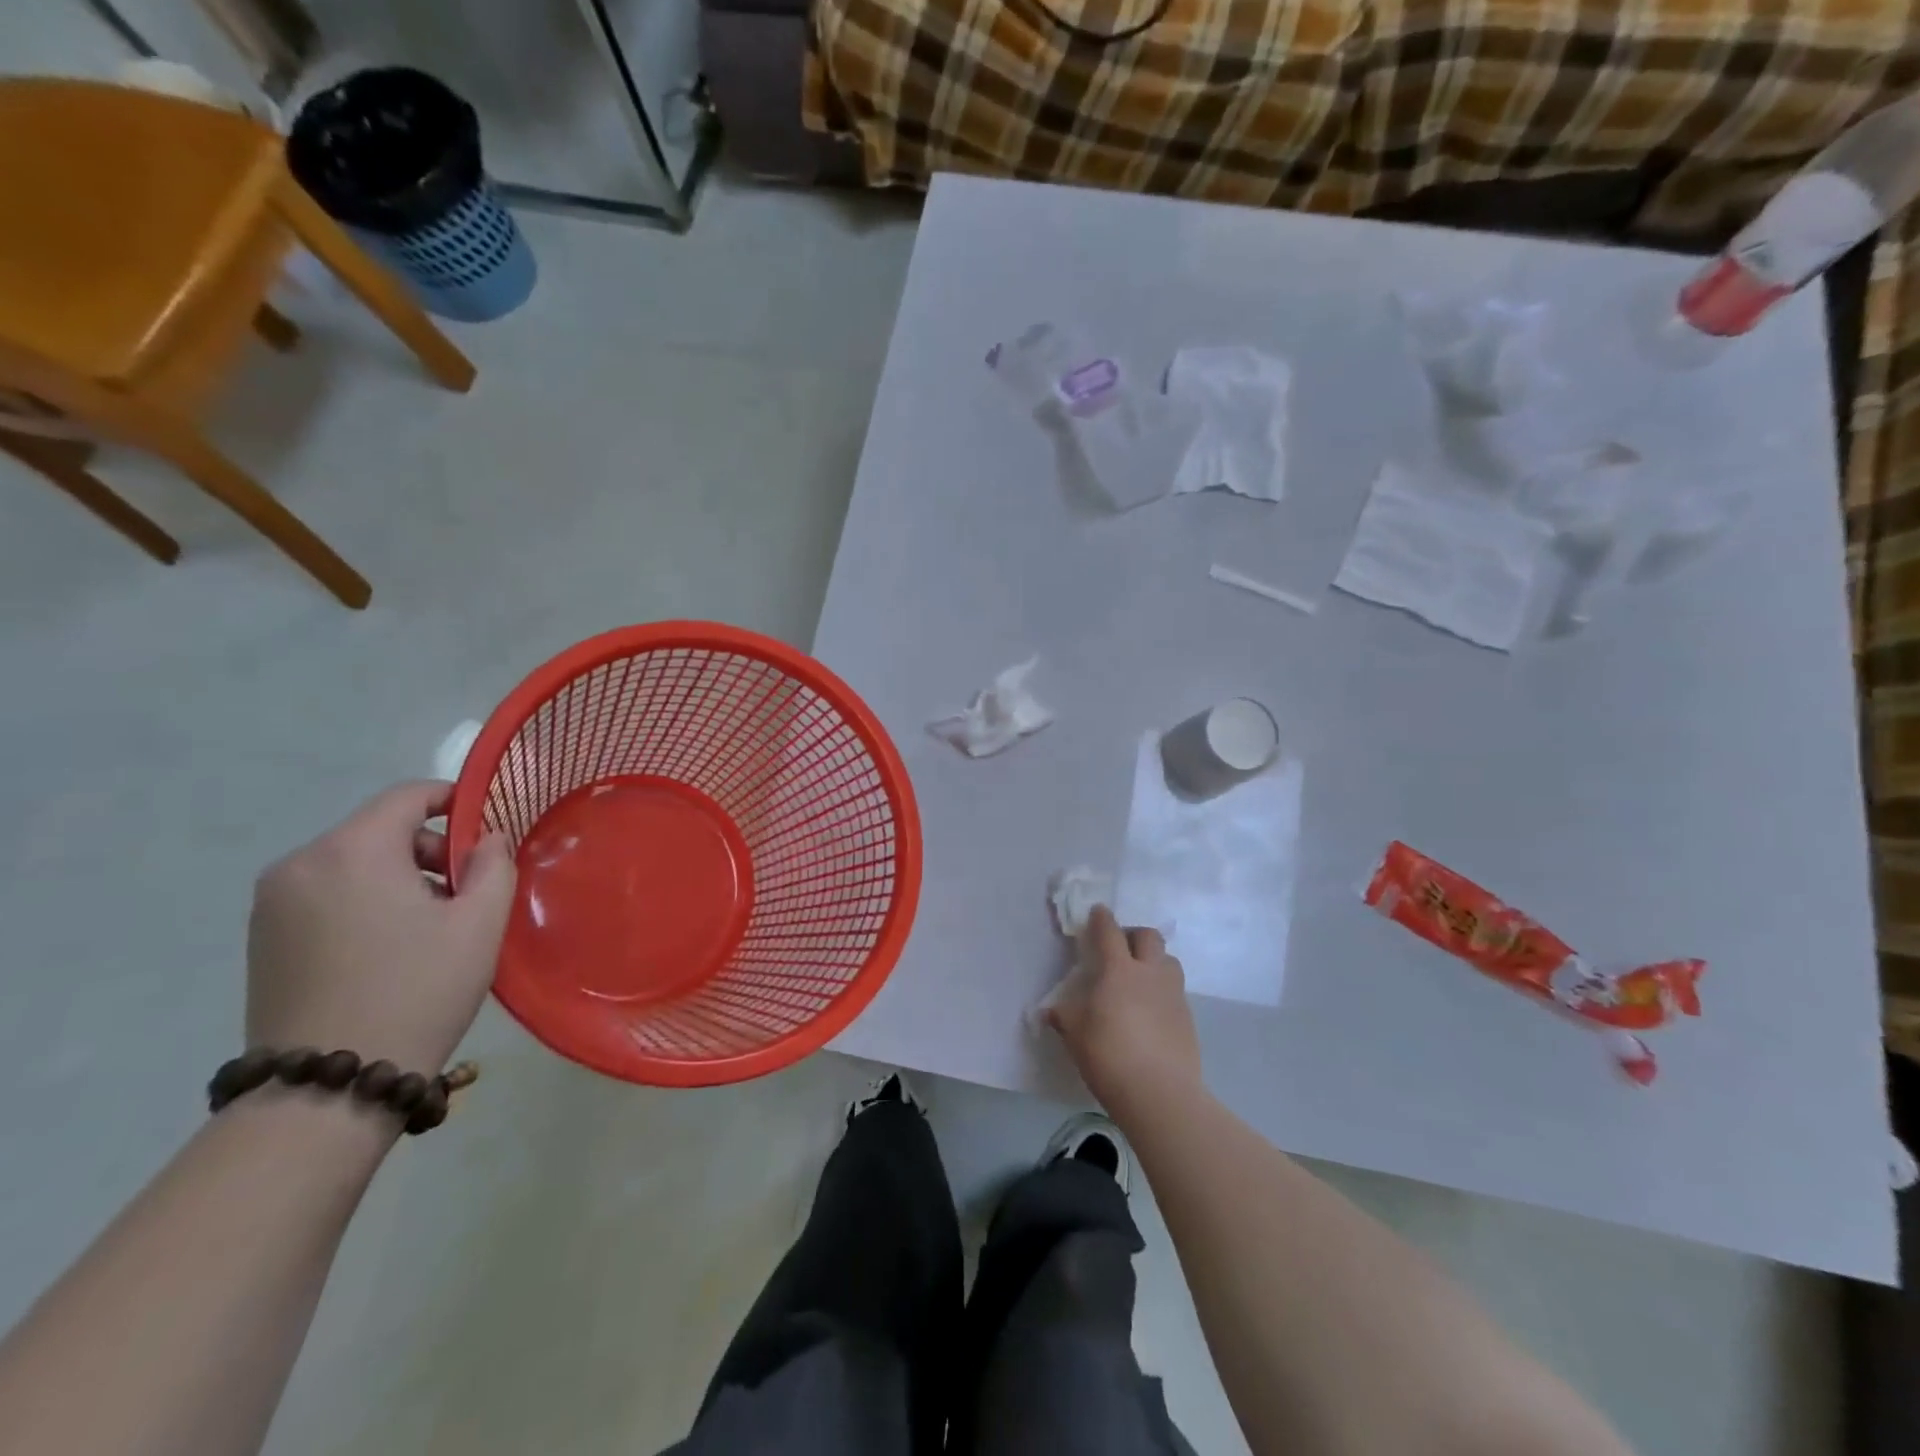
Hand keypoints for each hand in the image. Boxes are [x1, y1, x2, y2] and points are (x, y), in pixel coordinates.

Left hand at [246, 782, 516, 1073]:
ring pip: (353, 863)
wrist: (329, 1087)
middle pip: (379, 829)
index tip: (487, 831)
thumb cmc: (418, 990)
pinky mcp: (262, 940)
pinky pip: (326, 894)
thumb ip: (493, 865)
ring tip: (431, 926)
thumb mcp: (479, 923)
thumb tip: (487, 839)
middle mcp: (300, 864)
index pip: (408, 796)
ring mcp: (272, 904)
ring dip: (398, 877)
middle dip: (429, 849)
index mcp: (351, 850)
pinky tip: (390, 948)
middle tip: (466, 892)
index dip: (453, 800)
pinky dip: (365, 901)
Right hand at [1044, 905, 1202, 1118]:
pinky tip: (1151, 1012)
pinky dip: (1163, 991)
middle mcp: (1150, 974)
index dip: (1102, 919)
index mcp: (1119, 970)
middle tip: (1120, 947)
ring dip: (1154, 960)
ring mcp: (1173, 994)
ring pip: (1168, 960)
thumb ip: (1064, 1016)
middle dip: (1134, 934)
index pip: (1110, 932)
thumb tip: (1050, 1011)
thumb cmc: (1109, 1055)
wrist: (1160, 1093)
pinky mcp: (1188, 1018)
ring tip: (1140, 977)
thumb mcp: (1075, 1034)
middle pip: (1149, 936)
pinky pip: (1175, 991)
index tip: (1098, 912)